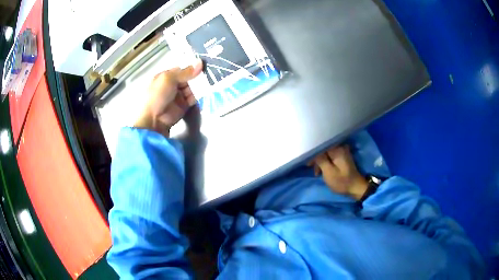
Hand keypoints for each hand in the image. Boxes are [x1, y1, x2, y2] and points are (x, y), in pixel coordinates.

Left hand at [134, 59, 202, 136]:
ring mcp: (177, 96)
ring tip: (210, 83)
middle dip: (196, 77)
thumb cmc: (158, 95)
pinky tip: (205, 92)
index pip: (180, 69)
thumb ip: (186, 72)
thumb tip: (201, 62)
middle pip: (187, 78)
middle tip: (209, 73)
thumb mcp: (169, 79)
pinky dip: (198, 96)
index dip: (190, 67)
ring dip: (199, 86)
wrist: (154, 119)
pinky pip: (193, 99)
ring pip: (191, 88)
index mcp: (165, 77)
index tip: (203, 64)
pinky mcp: (183, 106)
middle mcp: (171, 85)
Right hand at [308, 145, 367, 200]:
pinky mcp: (343, 156)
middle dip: (316, 158)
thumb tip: (313, 151)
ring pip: (326, 152)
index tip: (308, 163)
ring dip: (320, 161)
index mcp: (337, 149)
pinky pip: (330, 155)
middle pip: (323, 148)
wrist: (355, 187)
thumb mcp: (328, 172)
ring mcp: (342, 151)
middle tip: (311, 168)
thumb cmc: (341, 181)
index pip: (320, 146)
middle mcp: (340, 146)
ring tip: (317, 172)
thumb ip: (320, 160)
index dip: (312, 153)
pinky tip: (323, 168)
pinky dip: (326, 161)